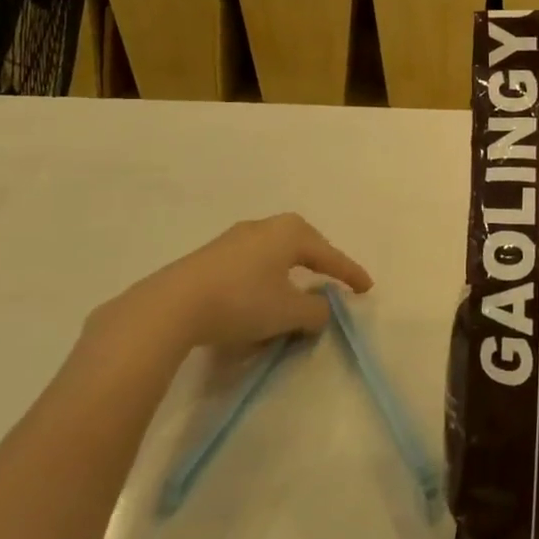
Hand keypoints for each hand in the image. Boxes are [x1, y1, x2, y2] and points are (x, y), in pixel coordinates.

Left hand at [87, 213, 372, 358]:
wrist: (172, 306)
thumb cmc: (242, 301)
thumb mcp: (288, 312)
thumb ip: (315, 310)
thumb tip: (321, 308)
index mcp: (289, 233)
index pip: (329, 255)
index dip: (350, 273)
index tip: (367, 288)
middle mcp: (264, 227)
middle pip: (302, 243)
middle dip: (319, 261)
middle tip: (333, 278)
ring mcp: (234, 239)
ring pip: (274, 253)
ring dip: (289, 271)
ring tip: (296, 290)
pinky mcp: (210, 257)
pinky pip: (252, 263)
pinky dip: (265, 278)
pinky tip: (260, 296)